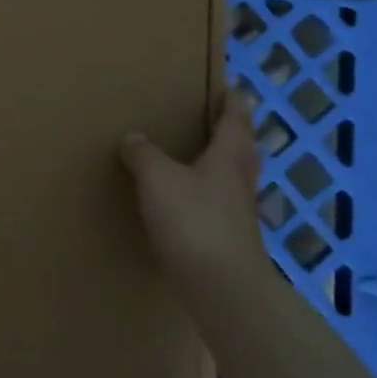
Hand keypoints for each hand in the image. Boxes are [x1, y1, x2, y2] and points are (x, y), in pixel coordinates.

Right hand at [119, 95, 265, 281]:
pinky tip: (193, 204)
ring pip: (235, 180)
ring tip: (204, 158)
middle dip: (236, 133)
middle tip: (222, 120)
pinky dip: (210, 197)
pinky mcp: (230, 243)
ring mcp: (239, 216)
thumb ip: (144, 155)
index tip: (233, 88)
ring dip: (225, 166)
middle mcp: (239, 183)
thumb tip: (133, 136)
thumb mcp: (158, 179)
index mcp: (228, 158)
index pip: (235, 121)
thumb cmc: (194, 222)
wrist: (223, 289)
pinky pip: (222, 208)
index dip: (234, 103)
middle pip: (243, 150)